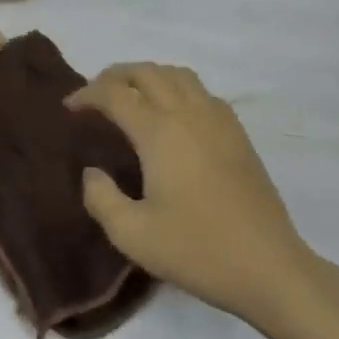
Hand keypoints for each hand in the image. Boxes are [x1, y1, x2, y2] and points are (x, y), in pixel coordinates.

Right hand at [69, 62, 320, 328]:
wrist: (269, 267)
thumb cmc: (197, 250)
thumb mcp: (133, 235)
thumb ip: (101, 198)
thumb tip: (92, 172)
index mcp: (160, 132)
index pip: (115, 94)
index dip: (87, 94)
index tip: (69, 108)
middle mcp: (189, 114)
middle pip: (147, 72)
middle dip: (114, 75)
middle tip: (94, 95)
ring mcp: (219, 120)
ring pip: (178, 74)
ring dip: (148, 76)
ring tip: (131, 97)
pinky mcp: (238, 134)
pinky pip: (202, 92)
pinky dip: (177, 88)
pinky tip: (173, 115)